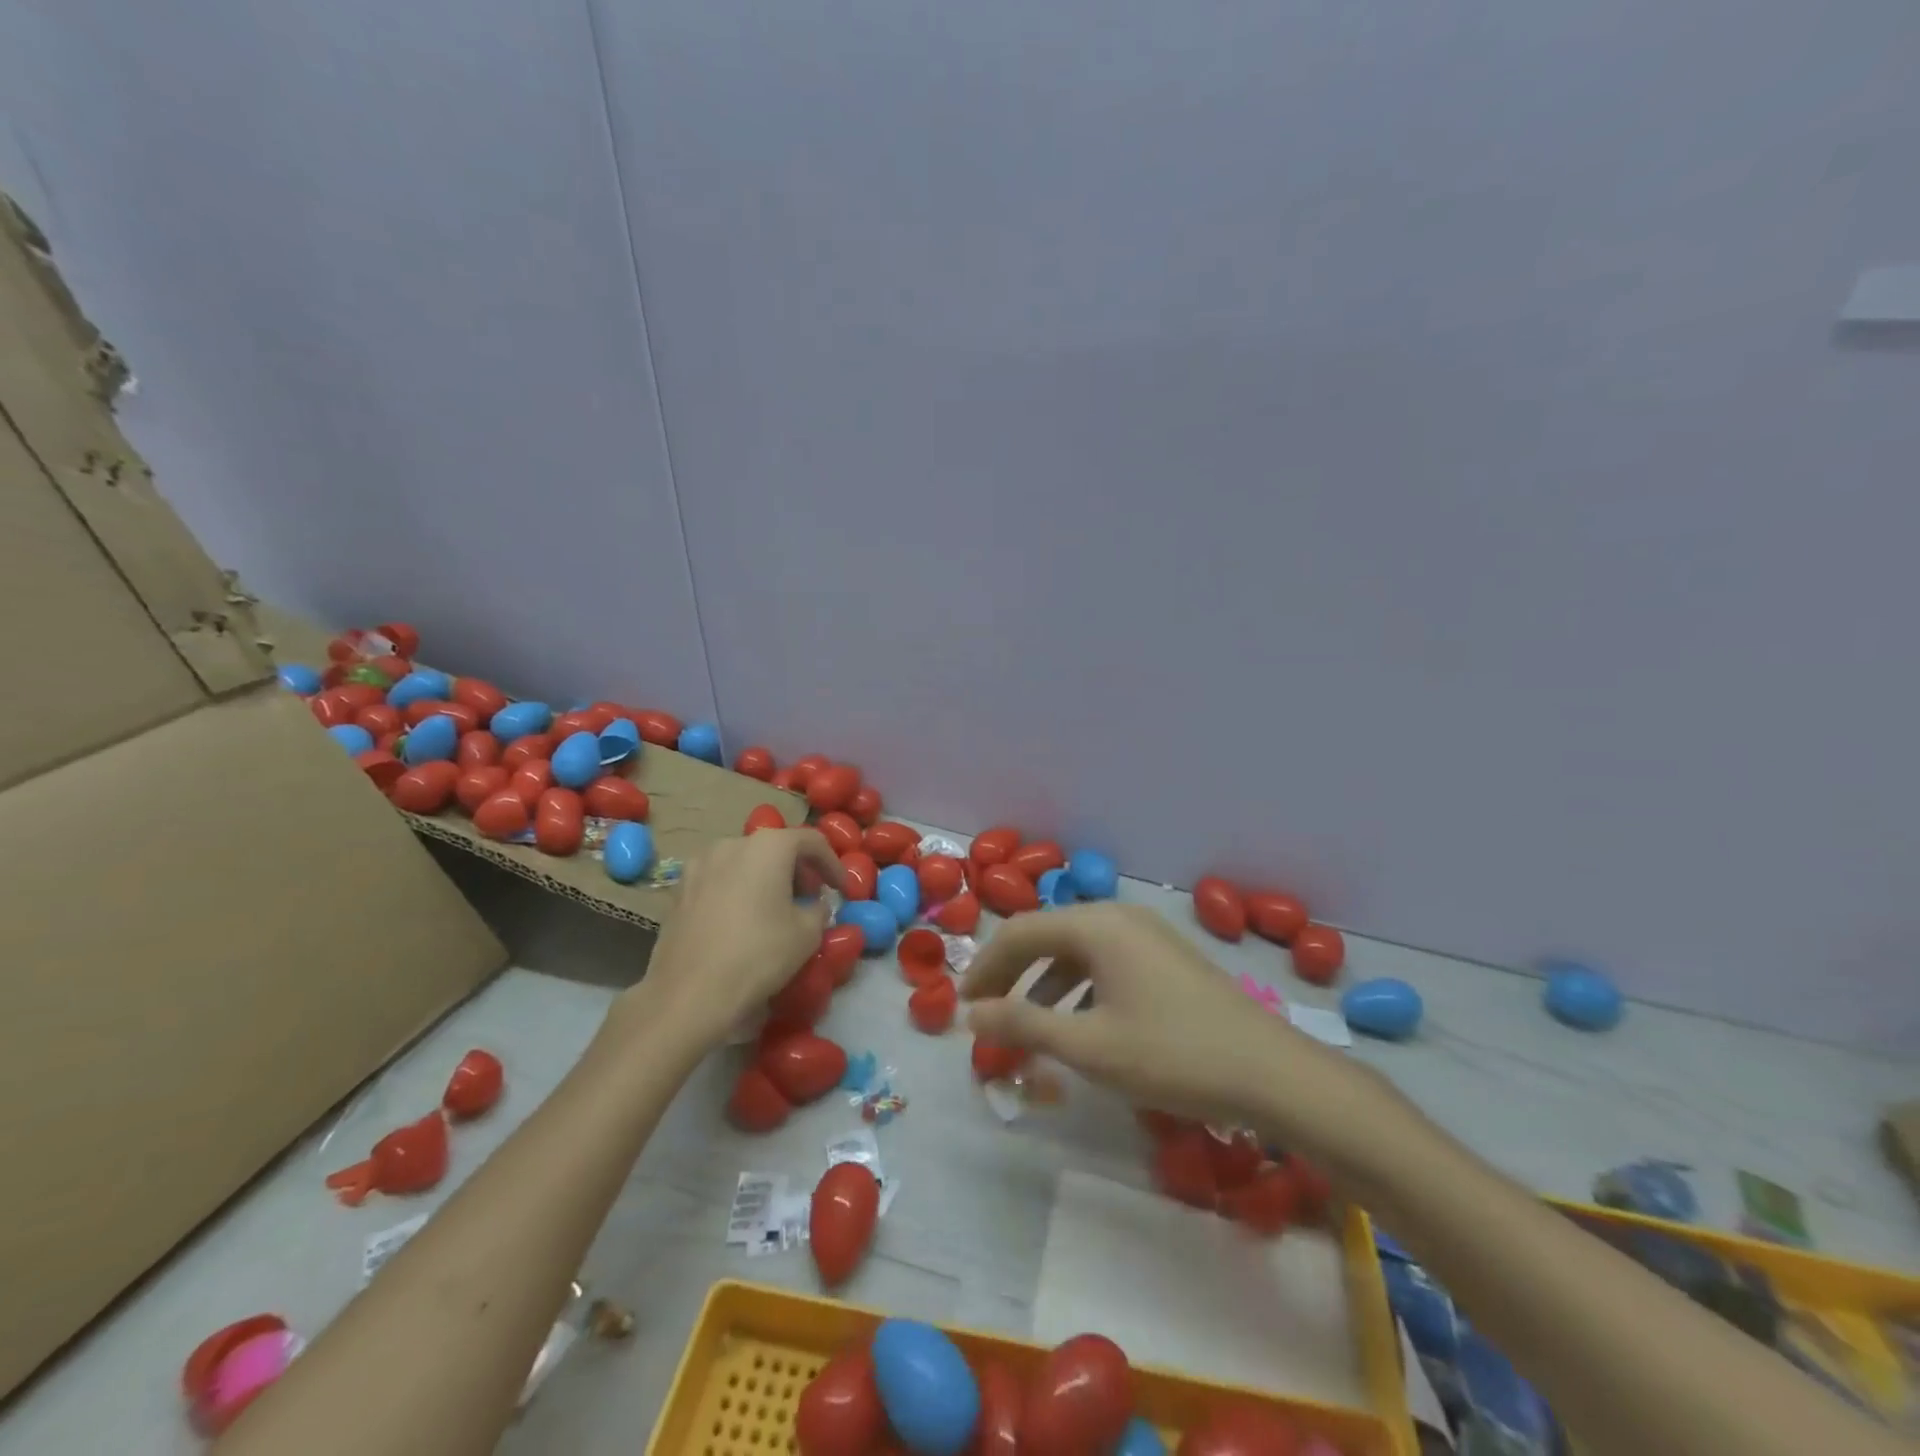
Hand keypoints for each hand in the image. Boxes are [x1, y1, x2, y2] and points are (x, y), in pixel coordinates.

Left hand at [608, 829, 843, 1049]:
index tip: (842, 890)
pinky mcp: (680, 889)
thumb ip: (819, 909)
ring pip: (746, 862)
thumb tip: (814, 905)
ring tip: (778, 910)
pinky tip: (745, 920)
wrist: (689, 994)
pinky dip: (740, 890)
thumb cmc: (758, 955)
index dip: (833, 864)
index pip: (812, 841)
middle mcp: (732, 843)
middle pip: (776, 848)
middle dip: (799, 870)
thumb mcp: (808, 933)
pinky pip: (722, 880)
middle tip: (812, 899)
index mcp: (768, 846)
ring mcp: (700, 864)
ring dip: (768, 879)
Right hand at [961, 904, 1399, 1167]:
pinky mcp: (1166, 959)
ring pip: (1077, 951)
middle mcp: (1119, 917)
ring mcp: (1147, 935)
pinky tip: (1079, 1025)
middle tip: (985, 1015)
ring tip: (1027, 1029)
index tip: (962, 1006)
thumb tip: (970, 1014)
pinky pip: (1106, 963)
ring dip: (1044, 986)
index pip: (1020, 932)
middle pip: (1047, 936)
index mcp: (1097, 925)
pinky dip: (1079, 989)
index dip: (985, 968)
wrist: (1272, 1073)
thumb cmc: (1172, 1055)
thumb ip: (1023, 1026)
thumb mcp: (1089, 1046)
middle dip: (1011, 975)